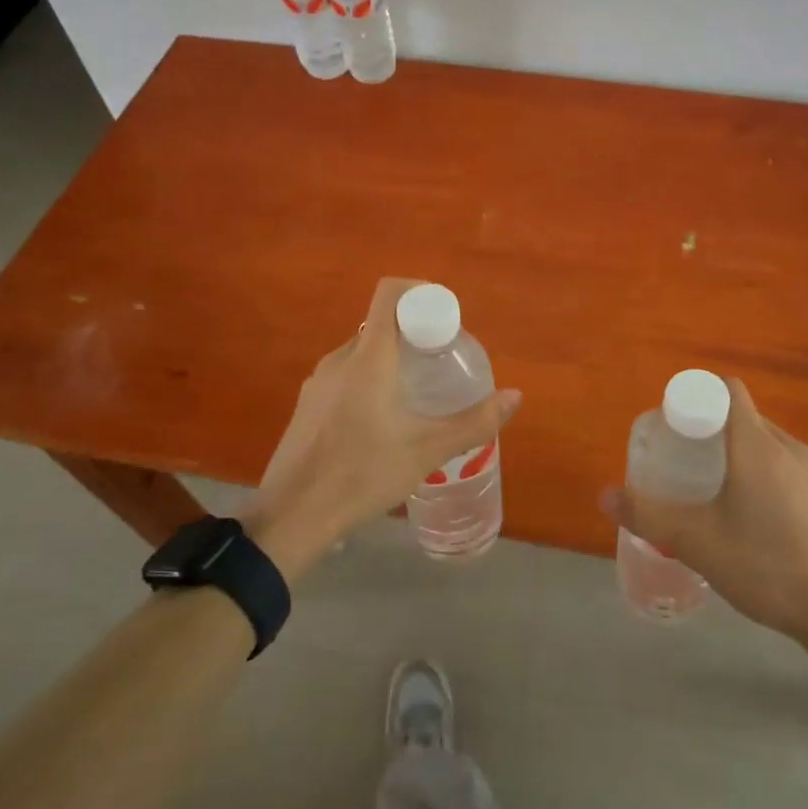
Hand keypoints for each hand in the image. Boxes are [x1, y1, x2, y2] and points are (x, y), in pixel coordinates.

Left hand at [246, 278, 522, 579]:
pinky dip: (370, 381)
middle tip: (442, 362)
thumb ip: (475, 422)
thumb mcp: (427, 450)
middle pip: (381, 325)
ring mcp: (319, 382)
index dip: (420, 292)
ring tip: (418, 394)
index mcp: (369, 358)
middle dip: (414, 334)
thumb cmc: (363, 474)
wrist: (291, 516)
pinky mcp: (308, 405)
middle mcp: (340, 359)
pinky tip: (384, 422)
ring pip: (363, 353)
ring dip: (392, 360)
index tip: (446, 317)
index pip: (390, 294)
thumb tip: (515, 396)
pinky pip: (346, 376)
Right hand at [605, 378, 807, 643]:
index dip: (696, 396)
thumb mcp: (696, 542)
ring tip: (705, 485)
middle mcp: (787, 447)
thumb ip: (647, 516)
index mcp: (757, 444)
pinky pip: (779, 465)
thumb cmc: (765, 565)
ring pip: (762, 442)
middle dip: (708, 427)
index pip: (727, 390)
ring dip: (732, 451)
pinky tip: (742, 513)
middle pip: (742, 416)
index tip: (672, 424)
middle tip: (678, 456)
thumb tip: (605, 496)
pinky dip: (755, 471)